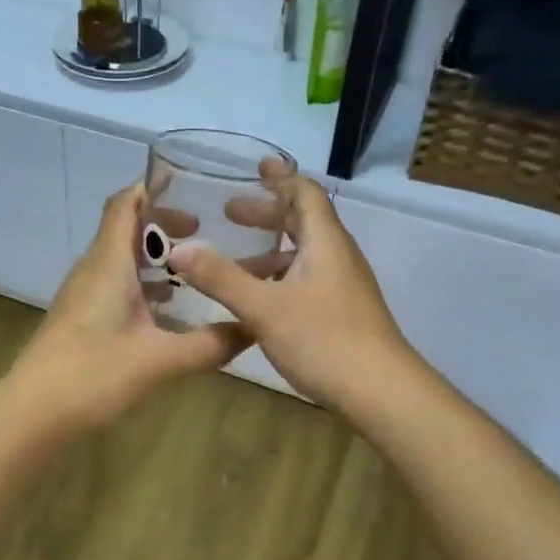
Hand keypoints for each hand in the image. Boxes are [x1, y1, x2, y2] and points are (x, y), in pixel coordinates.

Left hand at [7, 185, 248, 429]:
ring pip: (121, 257)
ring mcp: (83, 292)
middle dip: (165, 224)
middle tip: (207, 234)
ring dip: (155, 256)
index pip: (126, 202)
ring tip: (196, 269)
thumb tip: (254, 328)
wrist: (33, 412)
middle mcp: (94, 268)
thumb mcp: (160, 360)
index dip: (155, 189)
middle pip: (126, 226)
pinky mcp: (81, 315)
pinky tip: (169, 308)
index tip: (194, 190)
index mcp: (109, 262)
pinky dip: (143, 282)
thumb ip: (210, 345)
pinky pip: (115, 282)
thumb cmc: (93, 374)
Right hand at [167, 175, 412, 409]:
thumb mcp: (264, 308)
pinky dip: (279, 277)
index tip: (256, 167)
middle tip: (230, 212)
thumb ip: (221, 278)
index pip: (305, 194)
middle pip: (303, 221)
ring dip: (270, 250)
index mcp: (325, 242)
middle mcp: (337, 256)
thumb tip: (178, 249)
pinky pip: (306, 278)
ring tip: (234, 262)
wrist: (380, 391)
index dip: (280, 177)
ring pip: (304, 254)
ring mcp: (343, 285)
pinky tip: (257, 301)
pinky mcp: (342, 311)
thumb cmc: (324, 339)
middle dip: (267, 214)